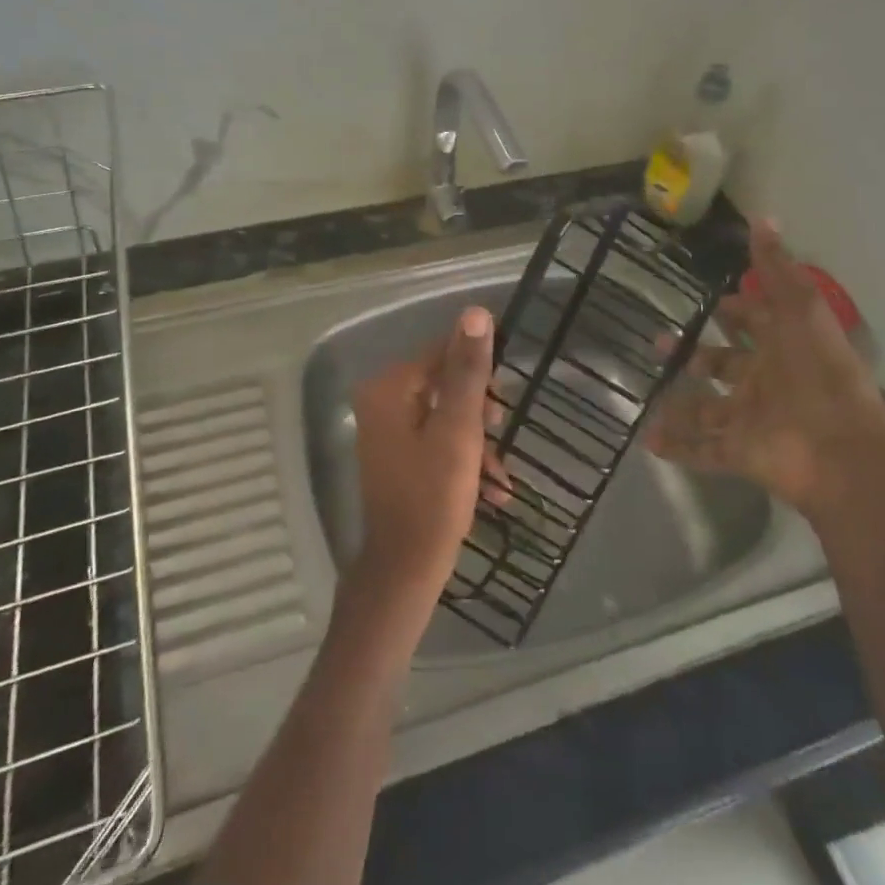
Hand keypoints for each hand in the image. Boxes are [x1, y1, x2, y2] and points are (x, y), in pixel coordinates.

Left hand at [348, 307, 507, 625]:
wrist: (405, 571)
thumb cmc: (433, 496)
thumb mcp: (459, 428)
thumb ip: (468, 370)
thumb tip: (475, 312)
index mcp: (389, 388)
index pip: (441, 353)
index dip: (478, 371)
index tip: (503, 399)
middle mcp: (381, 403)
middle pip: (444, 385)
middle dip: (479, 411)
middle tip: (501, 432)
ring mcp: (387, 433)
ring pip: (445, 418)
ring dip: (477, 442)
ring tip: (501, 475)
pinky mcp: (398, 459)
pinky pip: (437, 444)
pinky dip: (464, 461)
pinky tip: (493, 492)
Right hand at [644, 218, 884, 515]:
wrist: (841, 451)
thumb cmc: (820, 372)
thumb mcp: (800, 309)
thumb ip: (777, 268)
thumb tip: (762, 217)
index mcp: (784, 348)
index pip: (756, 324)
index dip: (736, 311)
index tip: (710, 301)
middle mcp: (766, 383)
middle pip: (724, 366)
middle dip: (694, 355)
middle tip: (658, 343)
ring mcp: (752, 421)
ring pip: (708, 410)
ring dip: (680, 405)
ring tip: (647, 396)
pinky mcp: (740, 454)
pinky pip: (702, 450)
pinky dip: (676, 446)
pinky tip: (646, 438)